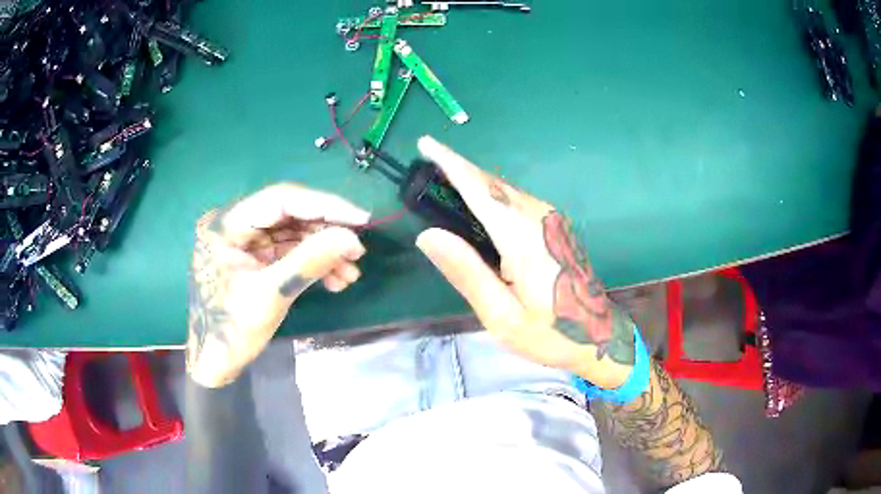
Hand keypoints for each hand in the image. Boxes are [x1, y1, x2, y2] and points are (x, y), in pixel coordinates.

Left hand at [186, 184, 368, 387]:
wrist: (215, 363)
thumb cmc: (231, 331)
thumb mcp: (271, 295)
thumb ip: (309, 262)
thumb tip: (352, 239)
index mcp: (226, 225)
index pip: (281, 200)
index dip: (324, 205)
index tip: (361, 218)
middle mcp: (235, 224)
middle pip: (290, 214)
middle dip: (326, 232)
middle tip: (357, 250)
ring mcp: (245, 241)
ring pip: (294, 233)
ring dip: (324, 250)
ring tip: (351, 273)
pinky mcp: (255, 257)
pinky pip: (290, 251)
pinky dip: (313, 263)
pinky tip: (335, 280)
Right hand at [415, 137, 635, 388]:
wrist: (597, 335)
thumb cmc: (549, 332)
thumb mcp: (501, 315)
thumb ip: (467, 272)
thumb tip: (428, 234)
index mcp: (524, 239)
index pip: (479, 190)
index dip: (450, 164)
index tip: (426, 144)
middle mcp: (539, 218)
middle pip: (491, 183)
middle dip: (458, 169)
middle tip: (425, 165)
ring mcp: (551, 219)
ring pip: (504, 188)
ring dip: (473, 181)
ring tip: (442, 184)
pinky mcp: (554, 225)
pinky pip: (515, 199)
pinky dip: (489, 195)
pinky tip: (476, 207)